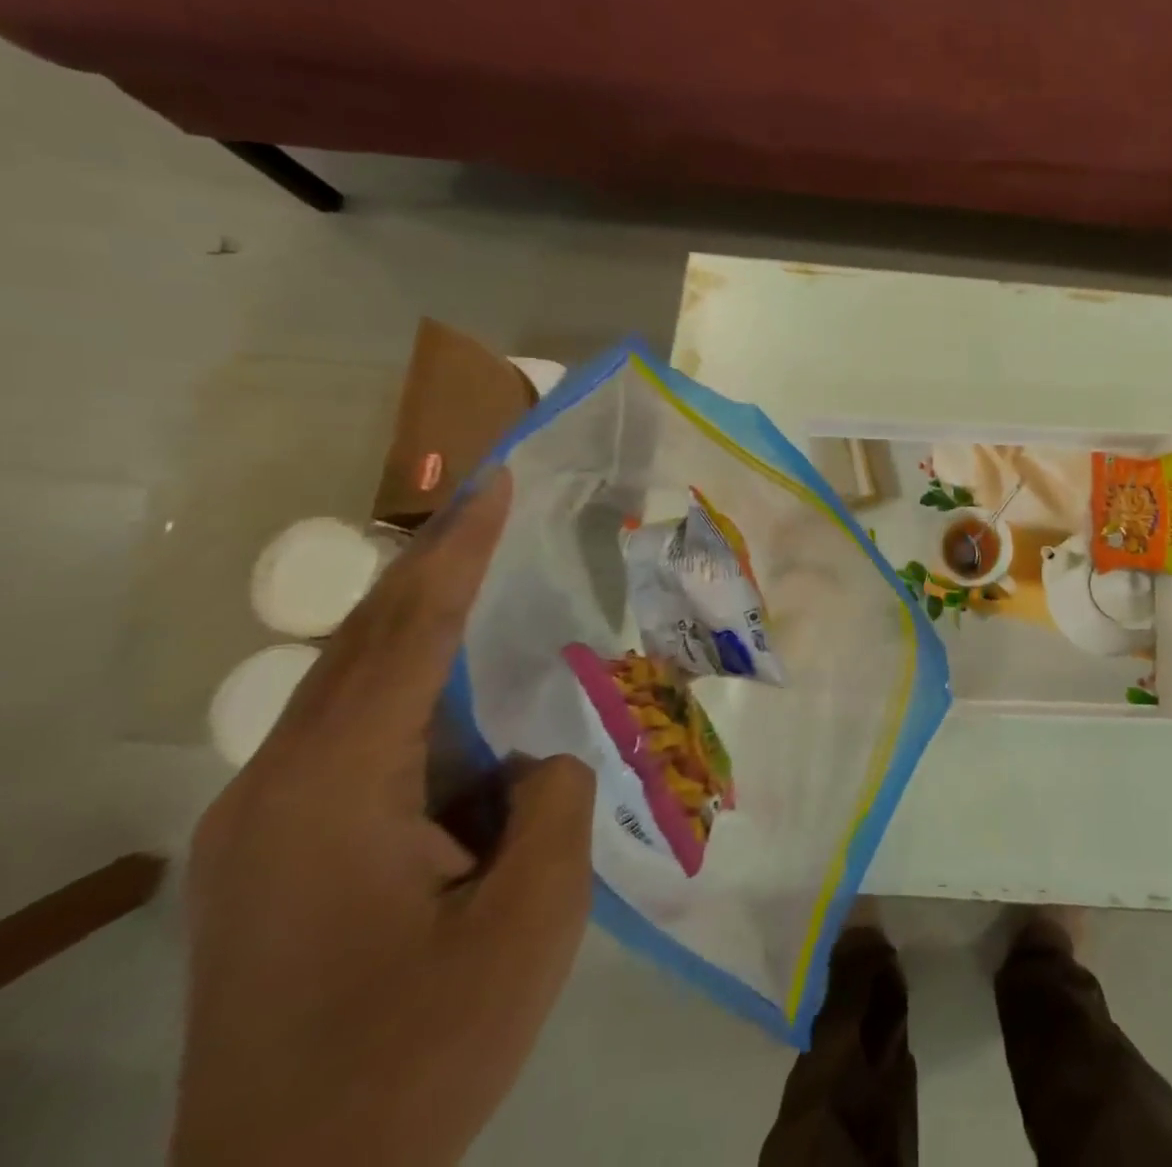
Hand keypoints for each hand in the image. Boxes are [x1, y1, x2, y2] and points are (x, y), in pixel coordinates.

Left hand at [173, 471, 596, 1166]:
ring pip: (355, 689)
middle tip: (494, 501)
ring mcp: (263, 824)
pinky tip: (467, 708)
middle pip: (367, 644)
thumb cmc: (421, 1047)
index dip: (459, 548)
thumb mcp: (531, 919)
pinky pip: (353, 740)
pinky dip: (414, 695)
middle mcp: (277, 787)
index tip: (496, 479)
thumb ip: (553, 800)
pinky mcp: (273, 856)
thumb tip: (538, 758)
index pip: (410, 634)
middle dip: (434, 563)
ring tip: (494, 587)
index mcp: (333, 791)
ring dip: (425, 630)